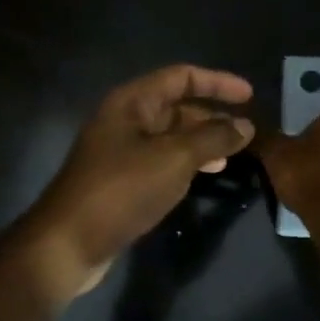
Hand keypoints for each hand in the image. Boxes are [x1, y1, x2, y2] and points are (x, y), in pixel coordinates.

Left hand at [20, 65, 254, 300]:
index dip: (218, 82)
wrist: (70, 243)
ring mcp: (122, 150)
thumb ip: (213, 138)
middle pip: (177, 105)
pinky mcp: (123, 179)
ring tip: (233, 153)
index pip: (182, 77)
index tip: (250, 96)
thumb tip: (245, 125)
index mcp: (132, 102)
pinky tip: (206, 173)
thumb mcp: (174, 159)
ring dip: (203, 140)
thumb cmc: (122, 191)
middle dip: (212, 115)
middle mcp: (126, 120)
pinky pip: (163, 159)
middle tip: (246, 131)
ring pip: (172, 135)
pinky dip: (188, 161)